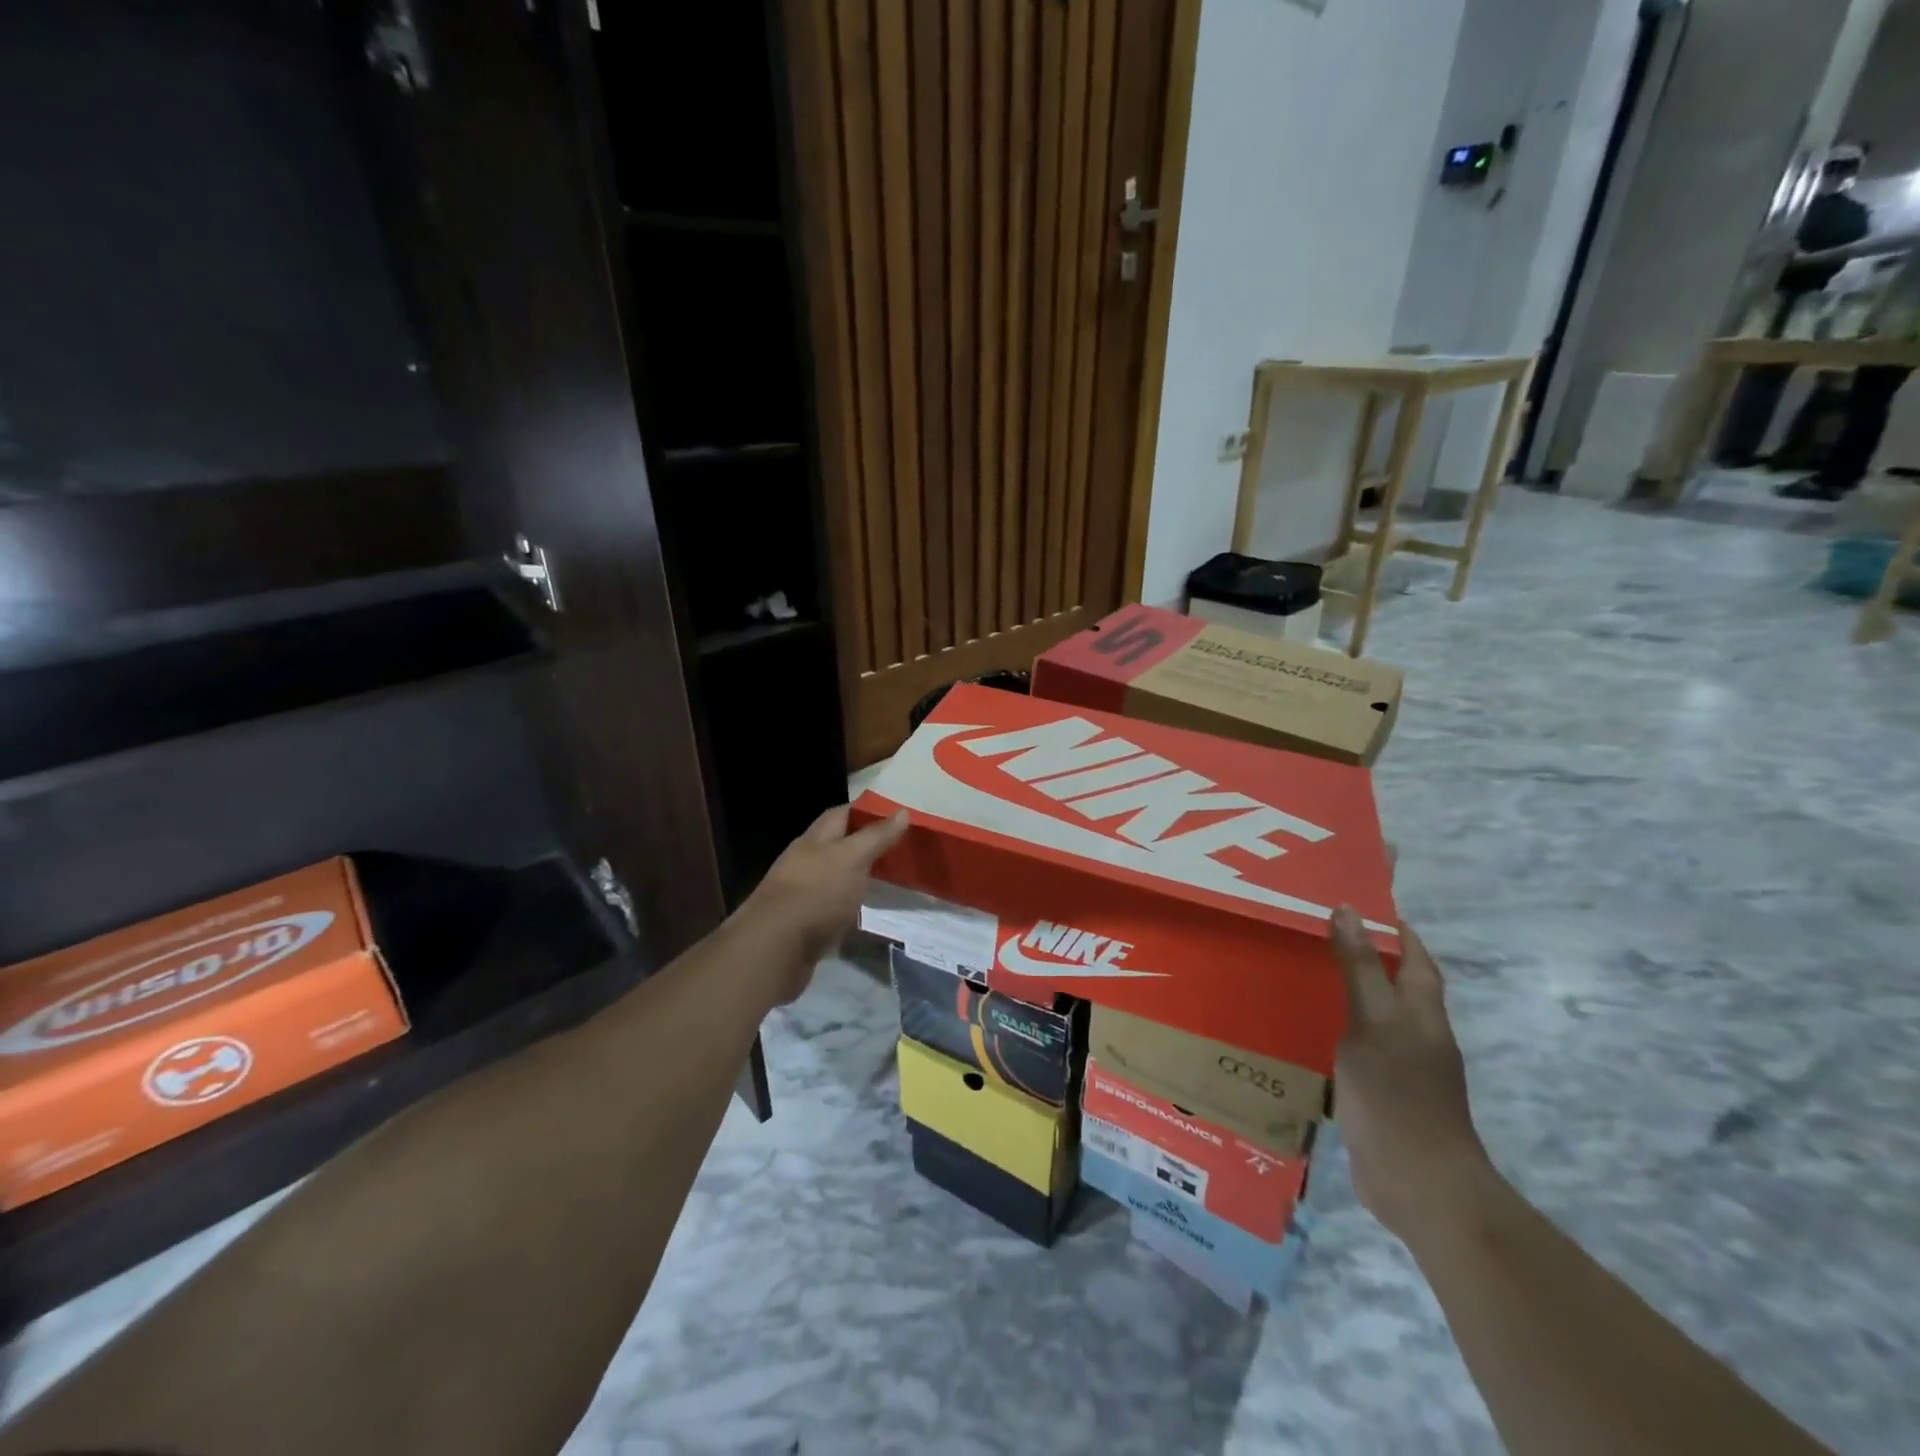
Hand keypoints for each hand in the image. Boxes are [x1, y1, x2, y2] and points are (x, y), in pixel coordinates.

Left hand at [736, 805, 907, 1005]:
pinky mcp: (804, 922)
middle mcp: (805, 861)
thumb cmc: (817, 893)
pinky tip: (865, 911)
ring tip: (890, 880)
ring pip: (835, 876)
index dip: (867, 812)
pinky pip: (832, 906)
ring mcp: (802, 892)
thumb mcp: (853, 858)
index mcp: (815, 839)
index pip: (842, 814)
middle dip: (865, 845)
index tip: (897, 818)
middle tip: (900, 850)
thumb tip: (902, 811)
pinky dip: (849, 905)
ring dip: (858, 876)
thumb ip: (876, 836)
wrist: (775, 949)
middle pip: (838, 845)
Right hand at [1330, 907, 1500, 1245]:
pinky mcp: (1382, 1098)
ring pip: (1375, 1019)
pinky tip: (1307, 1033)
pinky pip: (1358, 1052)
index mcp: (1422, 1013)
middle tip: (1316, 935)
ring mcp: (1402, 1070)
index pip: (1415, 958)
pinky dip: (1337, 1034)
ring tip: (1302, 976)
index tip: (1357, 905)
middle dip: (1366, 960)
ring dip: (1347, 997)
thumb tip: (1348, 910)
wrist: (1419, 1184)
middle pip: (1395, 987)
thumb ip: (1360, 967)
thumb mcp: (1373, 1020)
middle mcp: (1418, 1036)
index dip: (1394, 931)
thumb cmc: (1397, 1093)